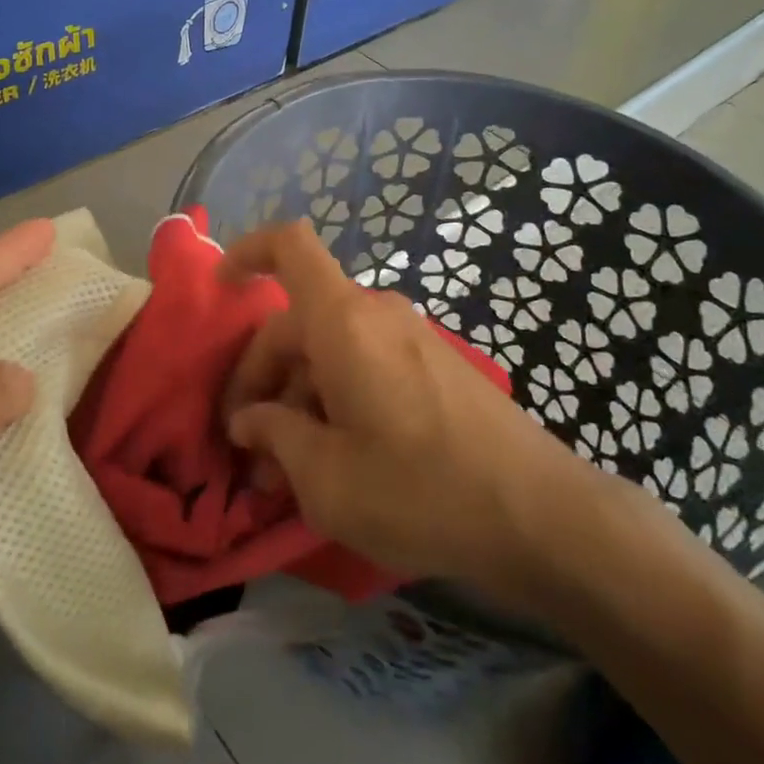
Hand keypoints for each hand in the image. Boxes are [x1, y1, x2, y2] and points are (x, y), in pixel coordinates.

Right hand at [219, 223, 617, 599]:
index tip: (221, 290)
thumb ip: (275, 437)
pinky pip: (365, 363)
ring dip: (300, 397)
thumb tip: (251, 421)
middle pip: (298, 321)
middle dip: (264, 379)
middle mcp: (376, 314)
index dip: (247, 252)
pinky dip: (337, 397)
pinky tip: (337, 457)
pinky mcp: (435, 366)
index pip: (290, 246)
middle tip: (251, 448)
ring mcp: (411, 338)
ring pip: (330, 348)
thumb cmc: (420, 489)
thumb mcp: (326, 477)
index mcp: (343, 321)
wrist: (542, 517)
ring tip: (290, 469)